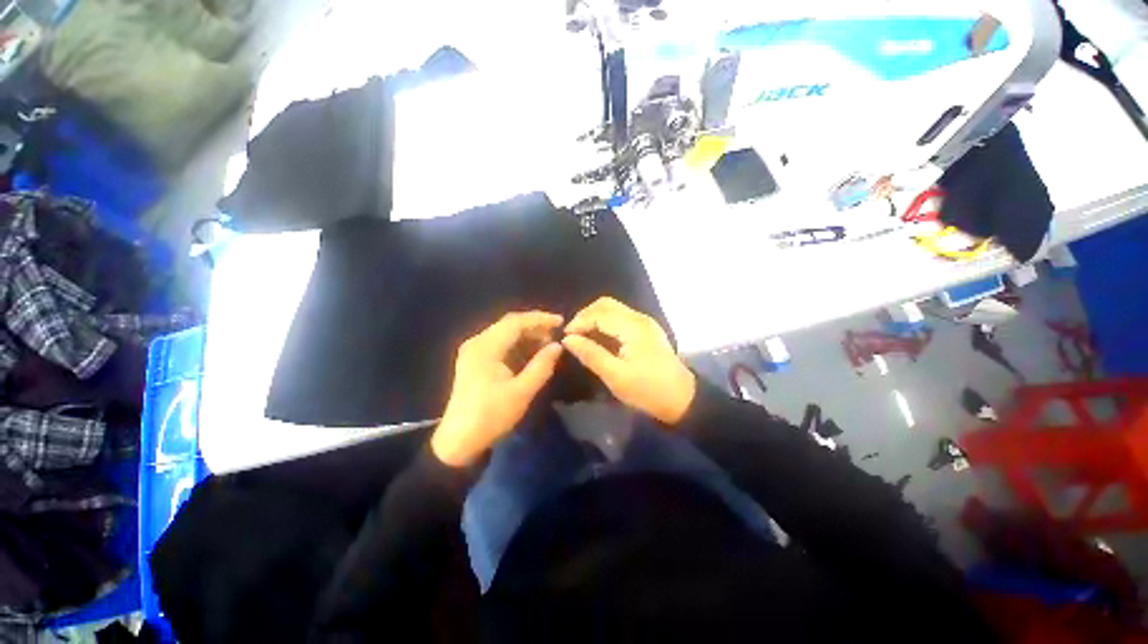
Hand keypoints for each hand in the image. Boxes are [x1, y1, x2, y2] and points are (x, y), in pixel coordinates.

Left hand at [431, 311, 563, 466]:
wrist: (459, 442)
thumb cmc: (491, 416)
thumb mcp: (522, 392)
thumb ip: (542, 366)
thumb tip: (558, 346)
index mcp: (485, 347)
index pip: (515, 322)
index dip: (540, 319)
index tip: (561, 322)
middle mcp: (477, 342)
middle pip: (509, 325)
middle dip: (534, 327)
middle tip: (556, 335)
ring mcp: (473, 351)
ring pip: (504, 334)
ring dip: (526, 337)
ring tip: (547, 345)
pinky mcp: (474, 361)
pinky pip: (499, 345)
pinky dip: (517, 346)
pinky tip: (530, 355)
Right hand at [562, 297, 695, 424]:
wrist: (682, 398)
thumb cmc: (648, 390)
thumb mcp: (615, 376)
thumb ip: (591, 354)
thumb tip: (567, 340)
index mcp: (632, 327)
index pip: (598, 313)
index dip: (578, 322)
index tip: (566, 339)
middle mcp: (639, 318)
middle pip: (605, 304)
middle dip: (585, 315)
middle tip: (573, 335)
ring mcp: (644, 322)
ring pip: (613, 308)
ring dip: (595, 317)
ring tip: (583, 336)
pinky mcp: (646, 329)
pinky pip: (621, 316)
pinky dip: (605, 322)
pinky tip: (599, 337)